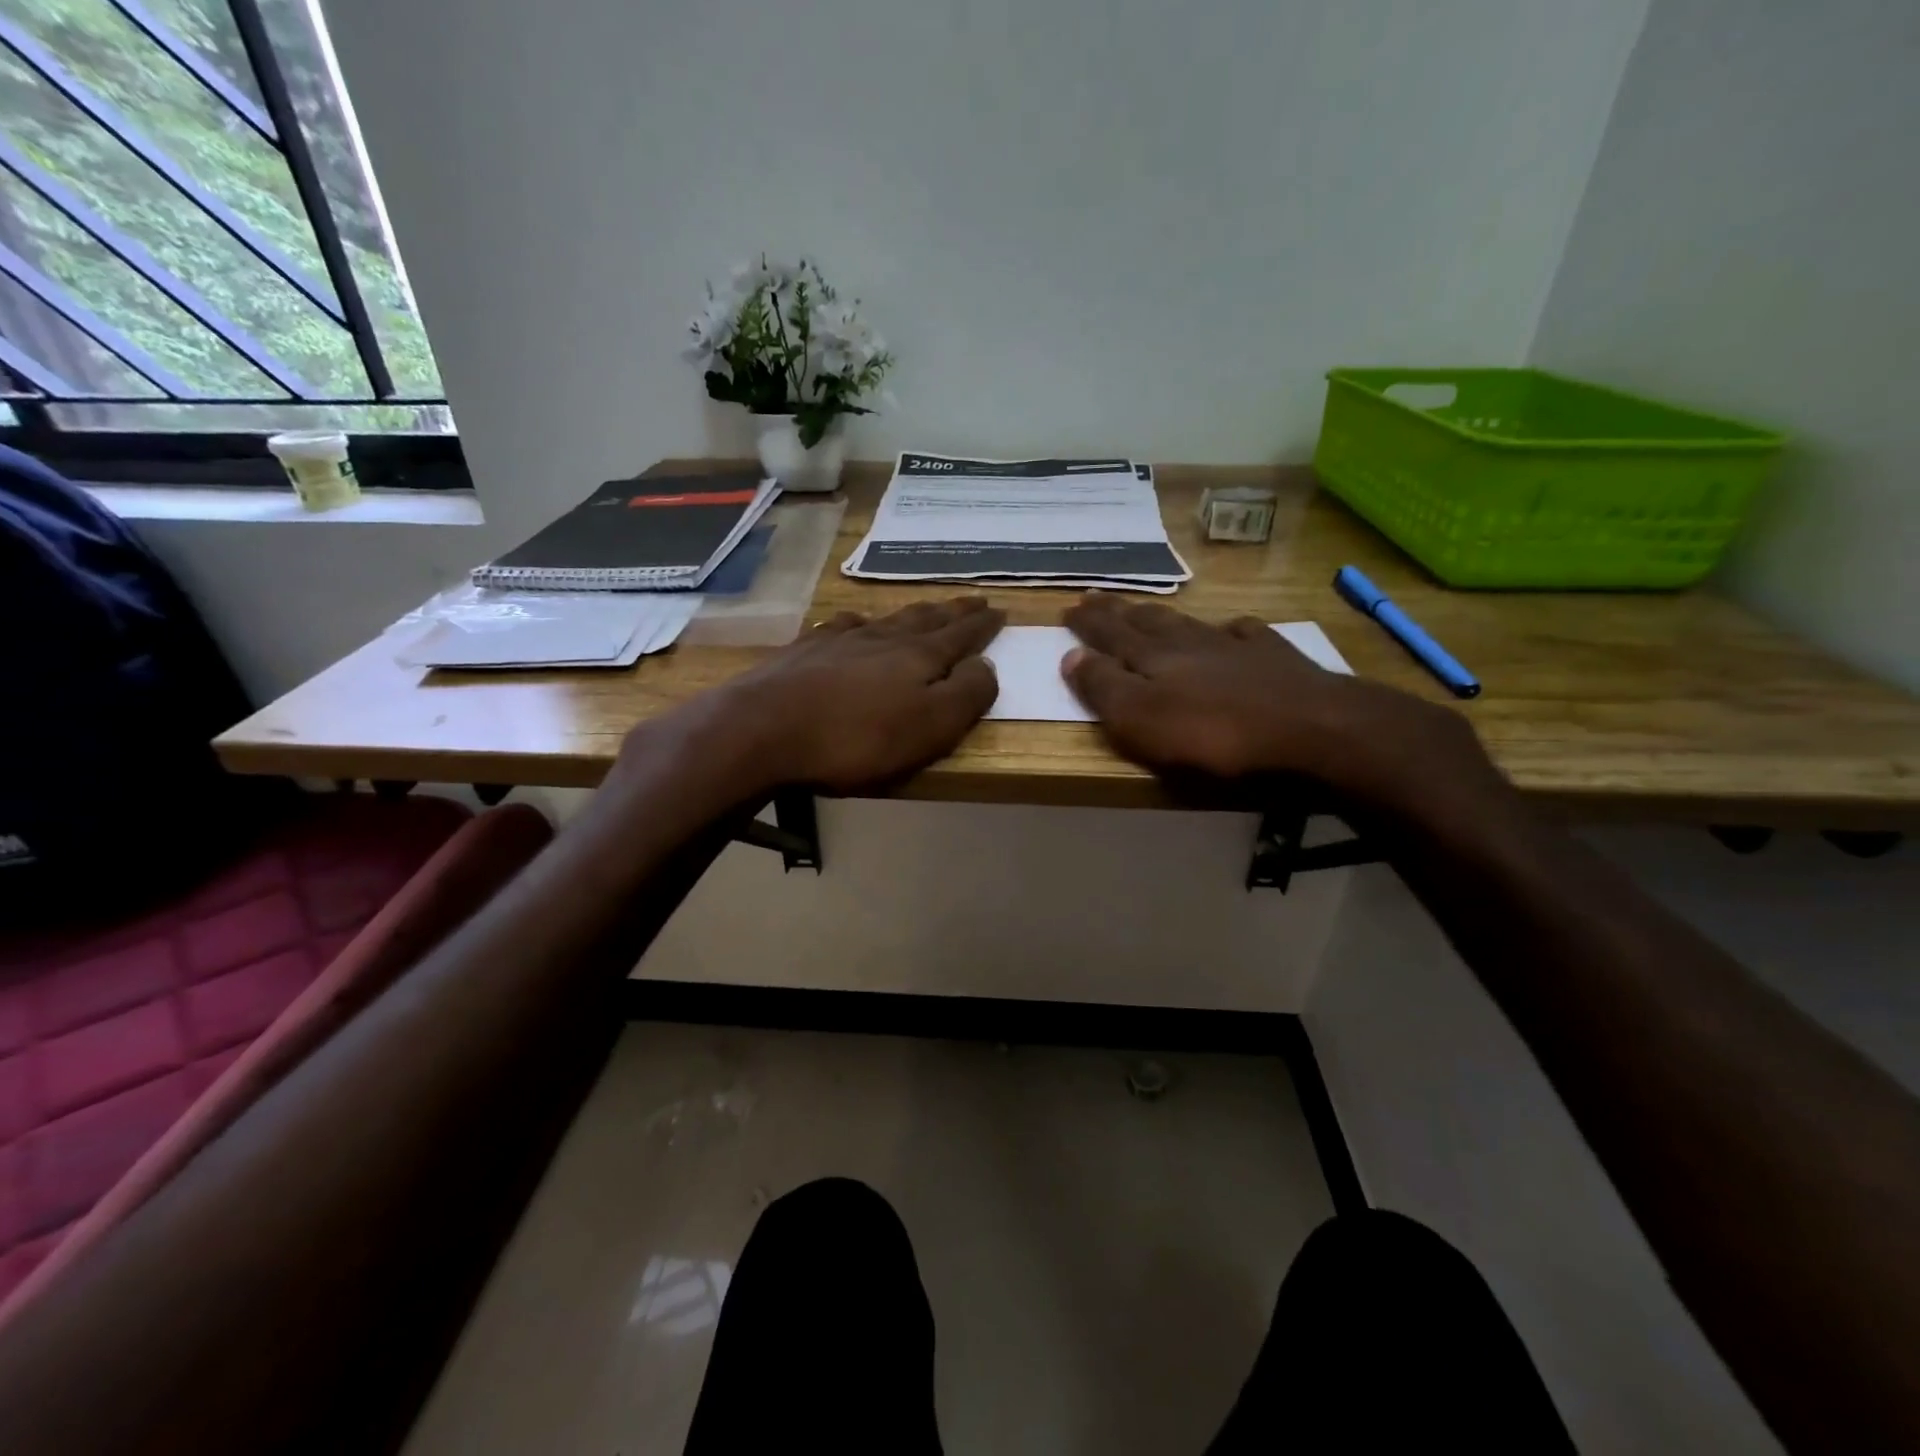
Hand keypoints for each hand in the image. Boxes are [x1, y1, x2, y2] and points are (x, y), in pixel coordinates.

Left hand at [676, 597, 1004, 794]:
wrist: (763, 729)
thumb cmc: (857, 738)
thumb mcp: (930, 726)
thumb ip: (966, 695)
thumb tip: (986, 665)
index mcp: (918, 658)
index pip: (960, 636)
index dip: (982, 626)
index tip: (1000, 610)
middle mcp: (882, 639)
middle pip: (925, 620)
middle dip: (952, 612)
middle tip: (972, 601)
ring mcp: (840, 641)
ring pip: (886, 619)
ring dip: (911, 613)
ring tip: (924, 608)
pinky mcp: (803, 652)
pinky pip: (841, 627)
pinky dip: (857, 623)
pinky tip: (854, 623)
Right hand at [1062, 594, 1503, 815]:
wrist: (1310, 729)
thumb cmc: (1213, 735)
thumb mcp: (1139, 720)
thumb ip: (1103, 688)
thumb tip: (1070, 656)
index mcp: (1152, 660)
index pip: (1110, 635)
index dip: (1088, 623)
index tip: (1069, 606)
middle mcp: (1189, 645)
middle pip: (1146, 623)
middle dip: (1117, 612)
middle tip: (1096, 597)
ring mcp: (1235, 648)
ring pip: (1189, 624)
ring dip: (1163, 616)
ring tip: (1147, 610)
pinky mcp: (1276, 660)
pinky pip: (1245, 634)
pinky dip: (1230, 629)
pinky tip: (1232, 628)